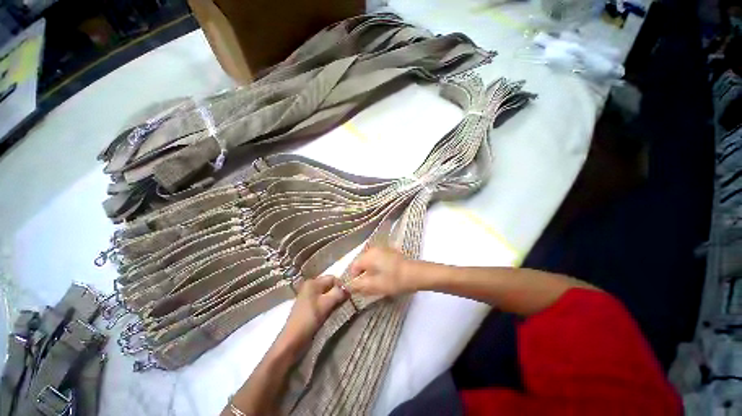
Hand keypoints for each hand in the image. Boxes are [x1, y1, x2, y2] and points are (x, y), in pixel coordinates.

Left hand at [276, 275, 346, 354]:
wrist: (292, 341)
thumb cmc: (308, 319)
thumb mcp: (325, 304)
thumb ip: (338, 293)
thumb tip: (349, 288)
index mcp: (313, 282)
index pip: (333, 278)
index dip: (341, 285)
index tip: (348, 296)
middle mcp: (310, 286)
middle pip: (330, 285)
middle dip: (338, 292)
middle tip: (345, 302)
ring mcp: (309, 297)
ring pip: (327, 293)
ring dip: (335, 299)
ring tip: (340, 307)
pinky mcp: (309, 307)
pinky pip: (323, 301)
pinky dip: (329, 304)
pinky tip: (332, 311)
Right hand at [347, 247, 414, 296]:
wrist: (415, 274)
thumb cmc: (393, 280)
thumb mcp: (373, 286)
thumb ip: (357, 286)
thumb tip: (347, 286)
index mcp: (367, 255)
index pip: (353, 267)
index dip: (355, 279)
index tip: (362, 288)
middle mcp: (373, 249)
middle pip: (362, 264)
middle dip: (364, 276)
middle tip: (371, 287)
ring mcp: (383, 249)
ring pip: (371, 262)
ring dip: (371, 272)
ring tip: (380, 283)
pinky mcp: (390, 252)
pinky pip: (379, 260)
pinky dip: (379, 268)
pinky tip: (387, 276)